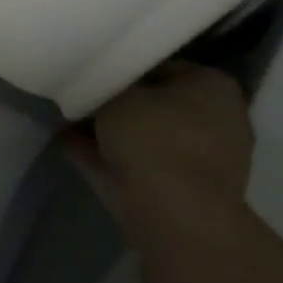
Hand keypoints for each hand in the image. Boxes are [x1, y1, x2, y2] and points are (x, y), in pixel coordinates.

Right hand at [72, 62, 254, 250]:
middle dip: (119, 104)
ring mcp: (200, 164)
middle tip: (80, 96)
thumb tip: (97, 90)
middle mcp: (216, 122)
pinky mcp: (179, 195)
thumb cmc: (154, 137)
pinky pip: (133, 166)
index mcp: (214, 87)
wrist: (172, 215)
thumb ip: (106, 86)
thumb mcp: (118, 93)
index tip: (96, 72)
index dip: (127, 68)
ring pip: (144, 139)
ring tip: (66, 118)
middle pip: (155, 106)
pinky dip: (105, 157)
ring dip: (110, 132)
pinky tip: (68, 143)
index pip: (164, 67)